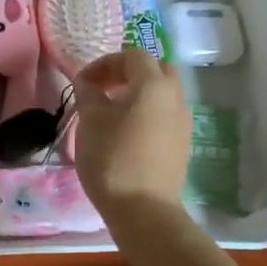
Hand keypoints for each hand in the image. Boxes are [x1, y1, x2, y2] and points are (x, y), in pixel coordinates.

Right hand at [72, 48, 190, 215]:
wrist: (143, 209)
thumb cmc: (112, 159)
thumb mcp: (90, 121)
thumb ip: (88, 94)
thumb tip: (87, 82)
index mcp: (154, 85)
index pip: (132, 56)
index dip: (105, 63)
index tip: (83, 81)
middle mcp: (175, 97)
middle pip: (155, 70)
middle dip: (128, 73)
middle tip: (104, 89)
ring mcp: (183, 122)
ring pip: (163, 93)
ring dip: (139, 93)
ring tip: (113, 112)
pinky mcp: (182, 144)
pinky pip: (166, 115)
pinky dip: (147, 113)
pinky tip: (127, 133)